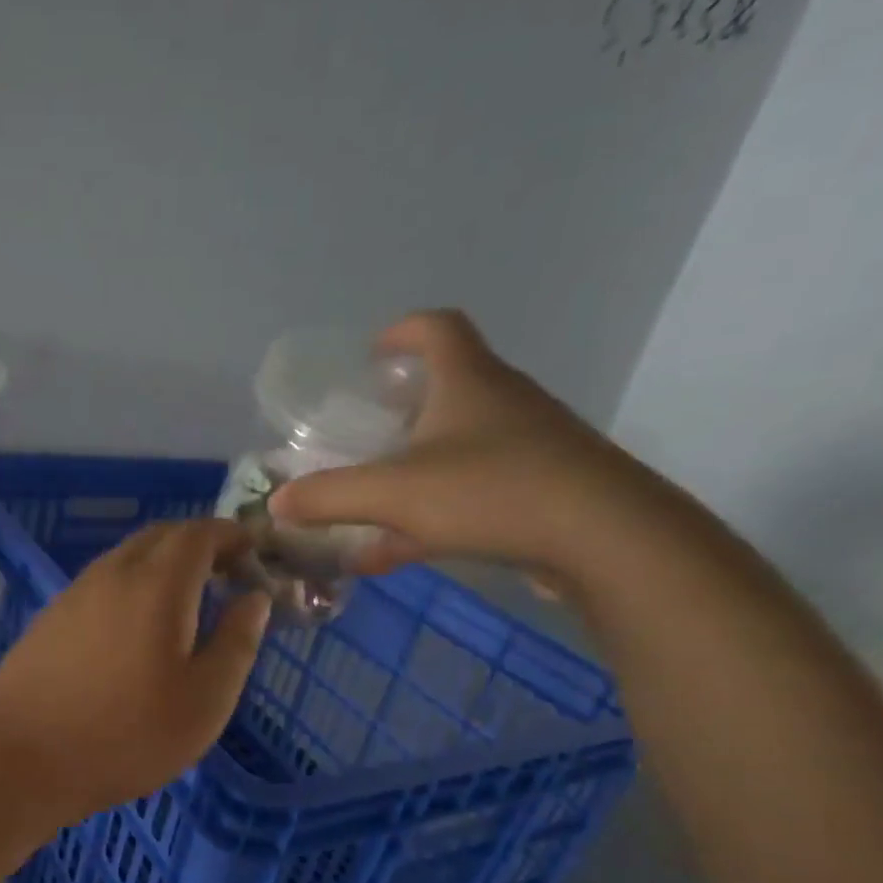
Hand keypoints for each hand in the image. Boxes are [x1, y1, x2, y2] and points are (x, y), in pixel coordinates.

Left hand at [0, 520, 270, 826]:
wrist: (21, 760)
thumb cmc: (127, 735)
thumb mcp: (205, 700)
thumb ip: (237, 642)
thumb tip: (254, 597)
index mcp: (156, 584)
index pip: (199, 533)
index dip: (232, 535)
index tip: (255, 552)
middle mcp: (111, 574)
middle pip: (160, 536)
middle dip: (198, 544)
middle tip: (226, 575)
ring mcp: (73, 594)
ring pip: (126, 558)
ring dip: (161, 565)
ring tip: (185, 603)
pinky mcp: (49, 619)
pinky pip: (101, 584)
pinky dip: (130, 586)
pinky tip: (134, 629)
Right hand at [267, 310, 666, 585]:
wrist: (604, 538)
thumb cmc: (492, 491)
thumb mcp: (393, 493)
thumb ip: (329, 496)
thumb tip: (278, 502)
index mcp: (469, 381)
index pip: (437, 328)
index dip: (401, 333)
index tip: (370, 353)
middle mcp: (501, 403)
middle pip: (449, 386)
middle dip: (402, 405)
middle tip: (364, 430)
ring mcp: (526, 448)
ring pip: (458, 446)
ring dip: (413, 466)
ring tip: (370, 497)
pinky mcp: (539, 491)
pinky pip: (471, 494)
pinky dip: (429, 515)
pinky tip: (390, 554)